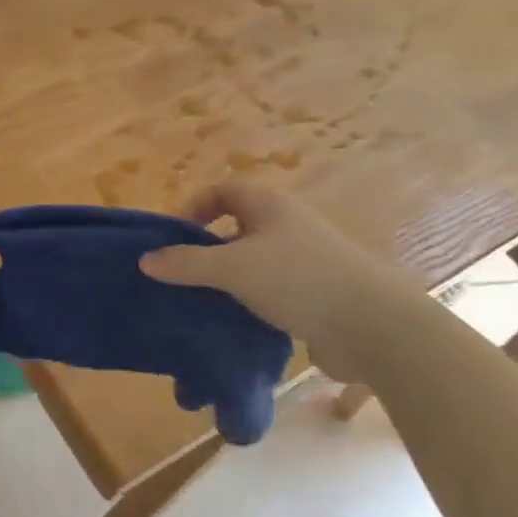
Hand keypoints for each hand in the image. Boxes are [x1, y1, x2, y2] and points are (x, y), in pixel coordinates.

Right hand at [138, 179, 403, 380]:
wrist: (372, 326)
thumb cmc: (298, 280)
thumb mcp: (233, 269)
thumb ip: (186, 264)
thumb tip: (145, 260)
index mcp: (269, 205)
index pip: (222, 190)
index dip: (194, 207)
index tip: (174, 238)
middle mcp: (287, 225)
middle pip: (236, 226)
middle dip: (206, 248)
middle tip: (181, 274)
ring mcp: (303, 260)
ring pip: (252, 261)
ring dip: (226, 278)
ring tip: (201, 301)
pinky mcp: (314, 293)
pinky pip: (269, 290)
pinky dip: (248, 301)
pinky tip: (234, 322)